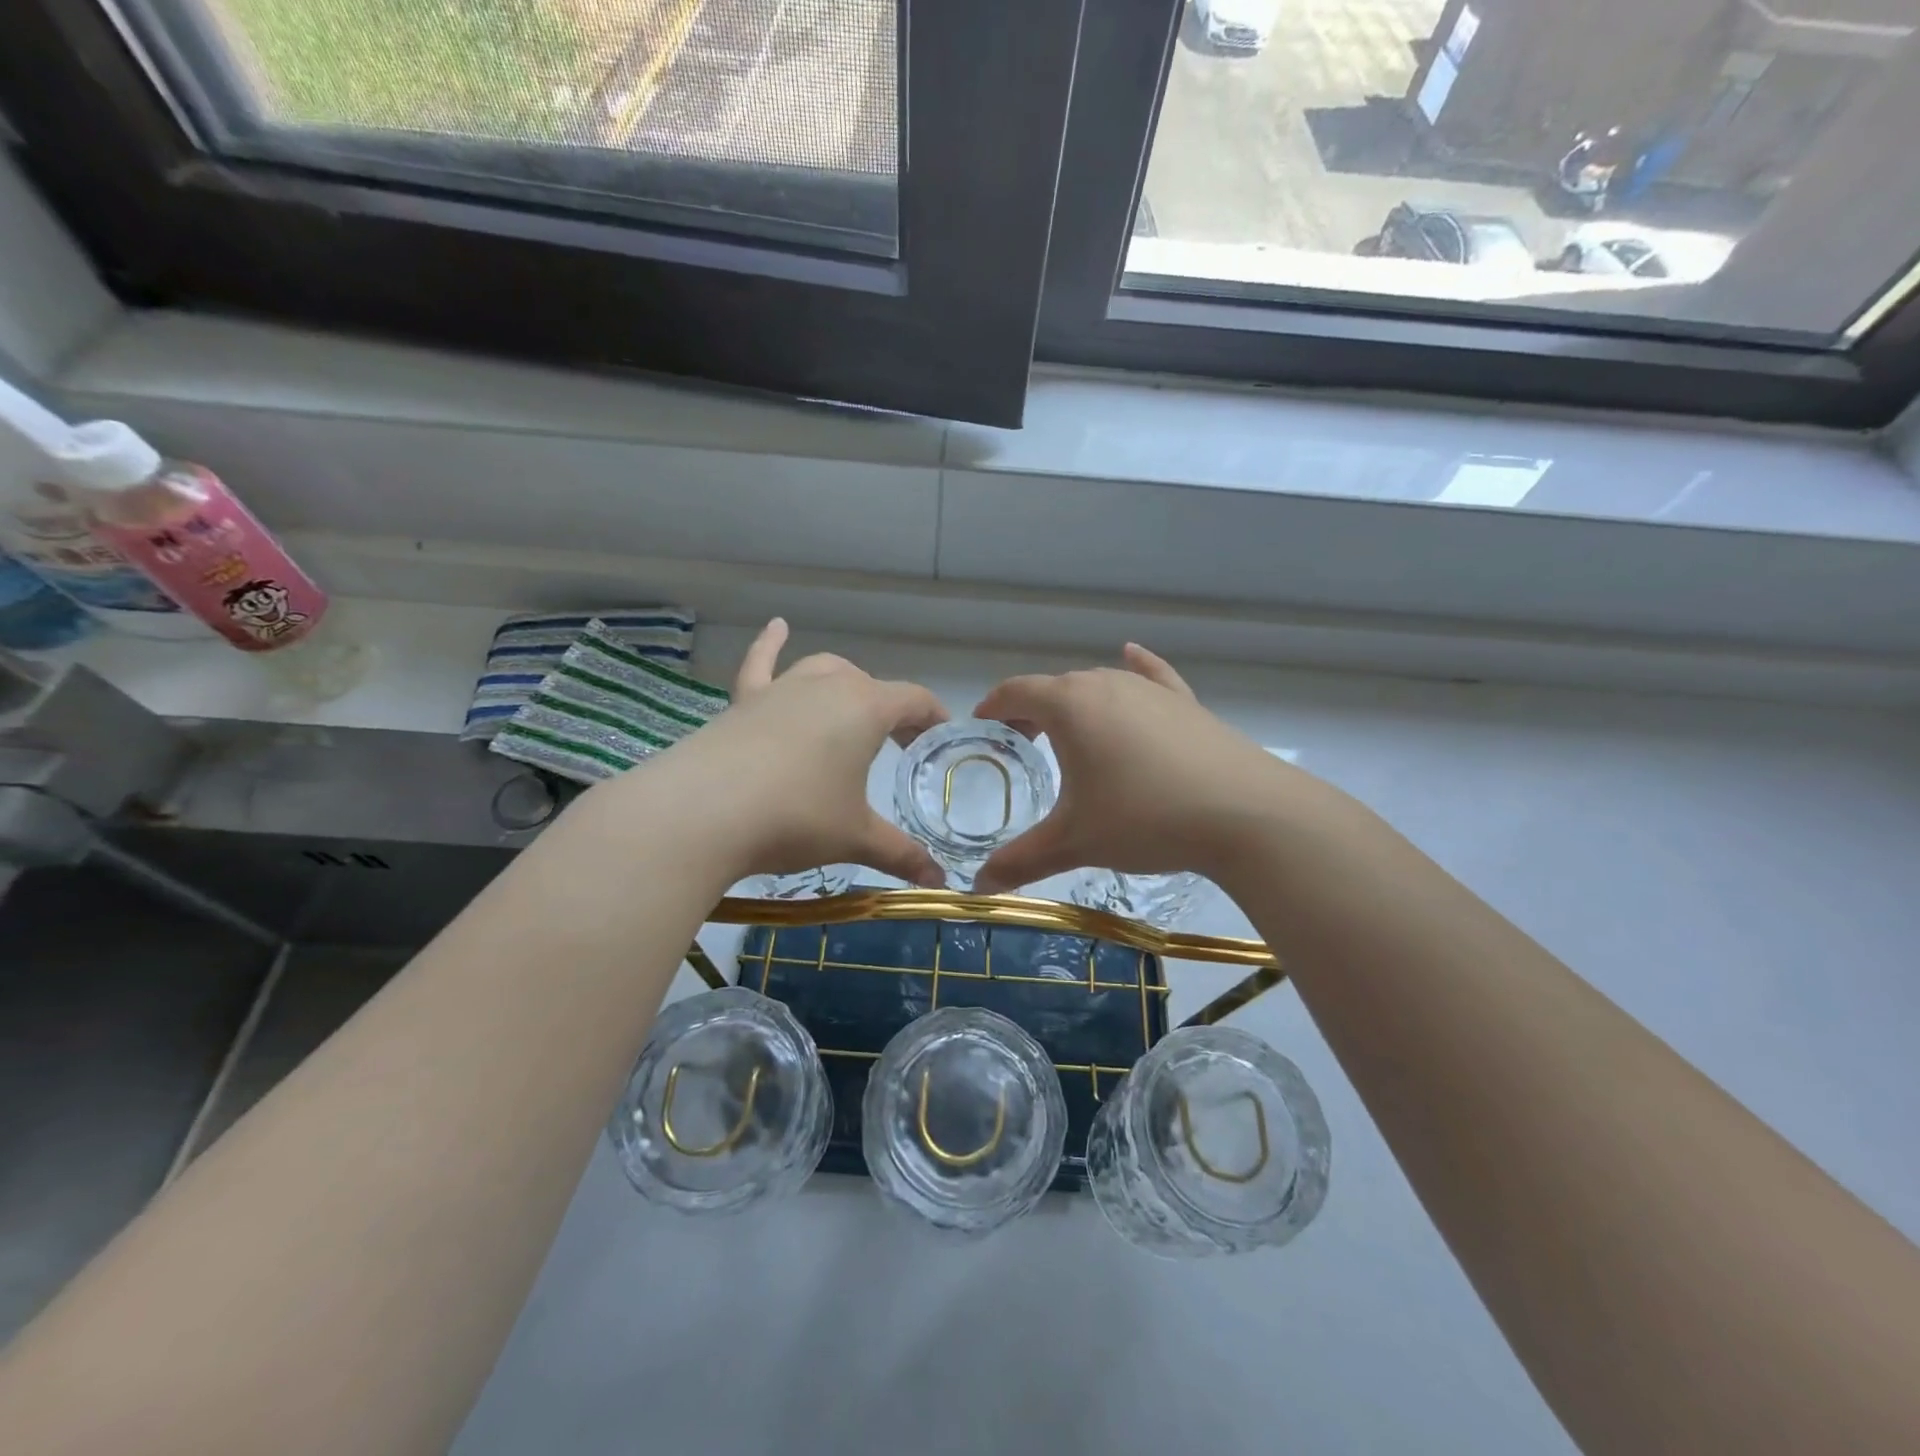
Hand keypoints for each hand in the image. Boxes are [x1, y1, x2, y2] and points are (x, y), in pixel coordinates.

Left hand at [632, 619, 948, 887]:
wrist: (704, 812)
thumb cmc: (796, 817)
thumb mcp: (855, 838)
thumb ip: (901, 855)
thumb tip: (938, 882)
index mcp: (865, 708)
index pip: (914, 700)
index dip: (933, 717)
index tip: (941, 737)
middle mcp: (827, 685)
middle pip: (870, 686)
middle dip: (890, 711)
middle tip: (899, 746)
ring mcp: (781, 688)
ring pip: (823, 670)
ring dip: (845, 684)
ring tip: (852, 706)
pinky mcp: (743, 701)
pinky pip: (761, 663)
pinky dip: (770, 644)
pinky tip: (777, 626)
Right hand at [970, 644, 1292, 893]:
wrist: (1245, 813)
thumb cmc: (1144, 818)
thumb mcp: (1074, 842)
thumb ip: (1020, 861)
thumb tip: (978, 888)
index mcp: (1069, 705)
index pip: (1015, 692)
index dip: (993, 707)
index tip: (981, 726)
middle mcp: (1106, 684)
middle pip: (1055, 687)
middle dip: (1031, 711)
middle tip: (1021, 744)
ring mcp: (1150, 690)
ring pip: (1099, 685)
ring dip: (1075, 703)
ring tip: (1068, 733)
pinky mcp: (1186, 703)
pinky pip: (1152, 677)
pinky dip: (1136, 668)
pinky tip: (1132, 655)